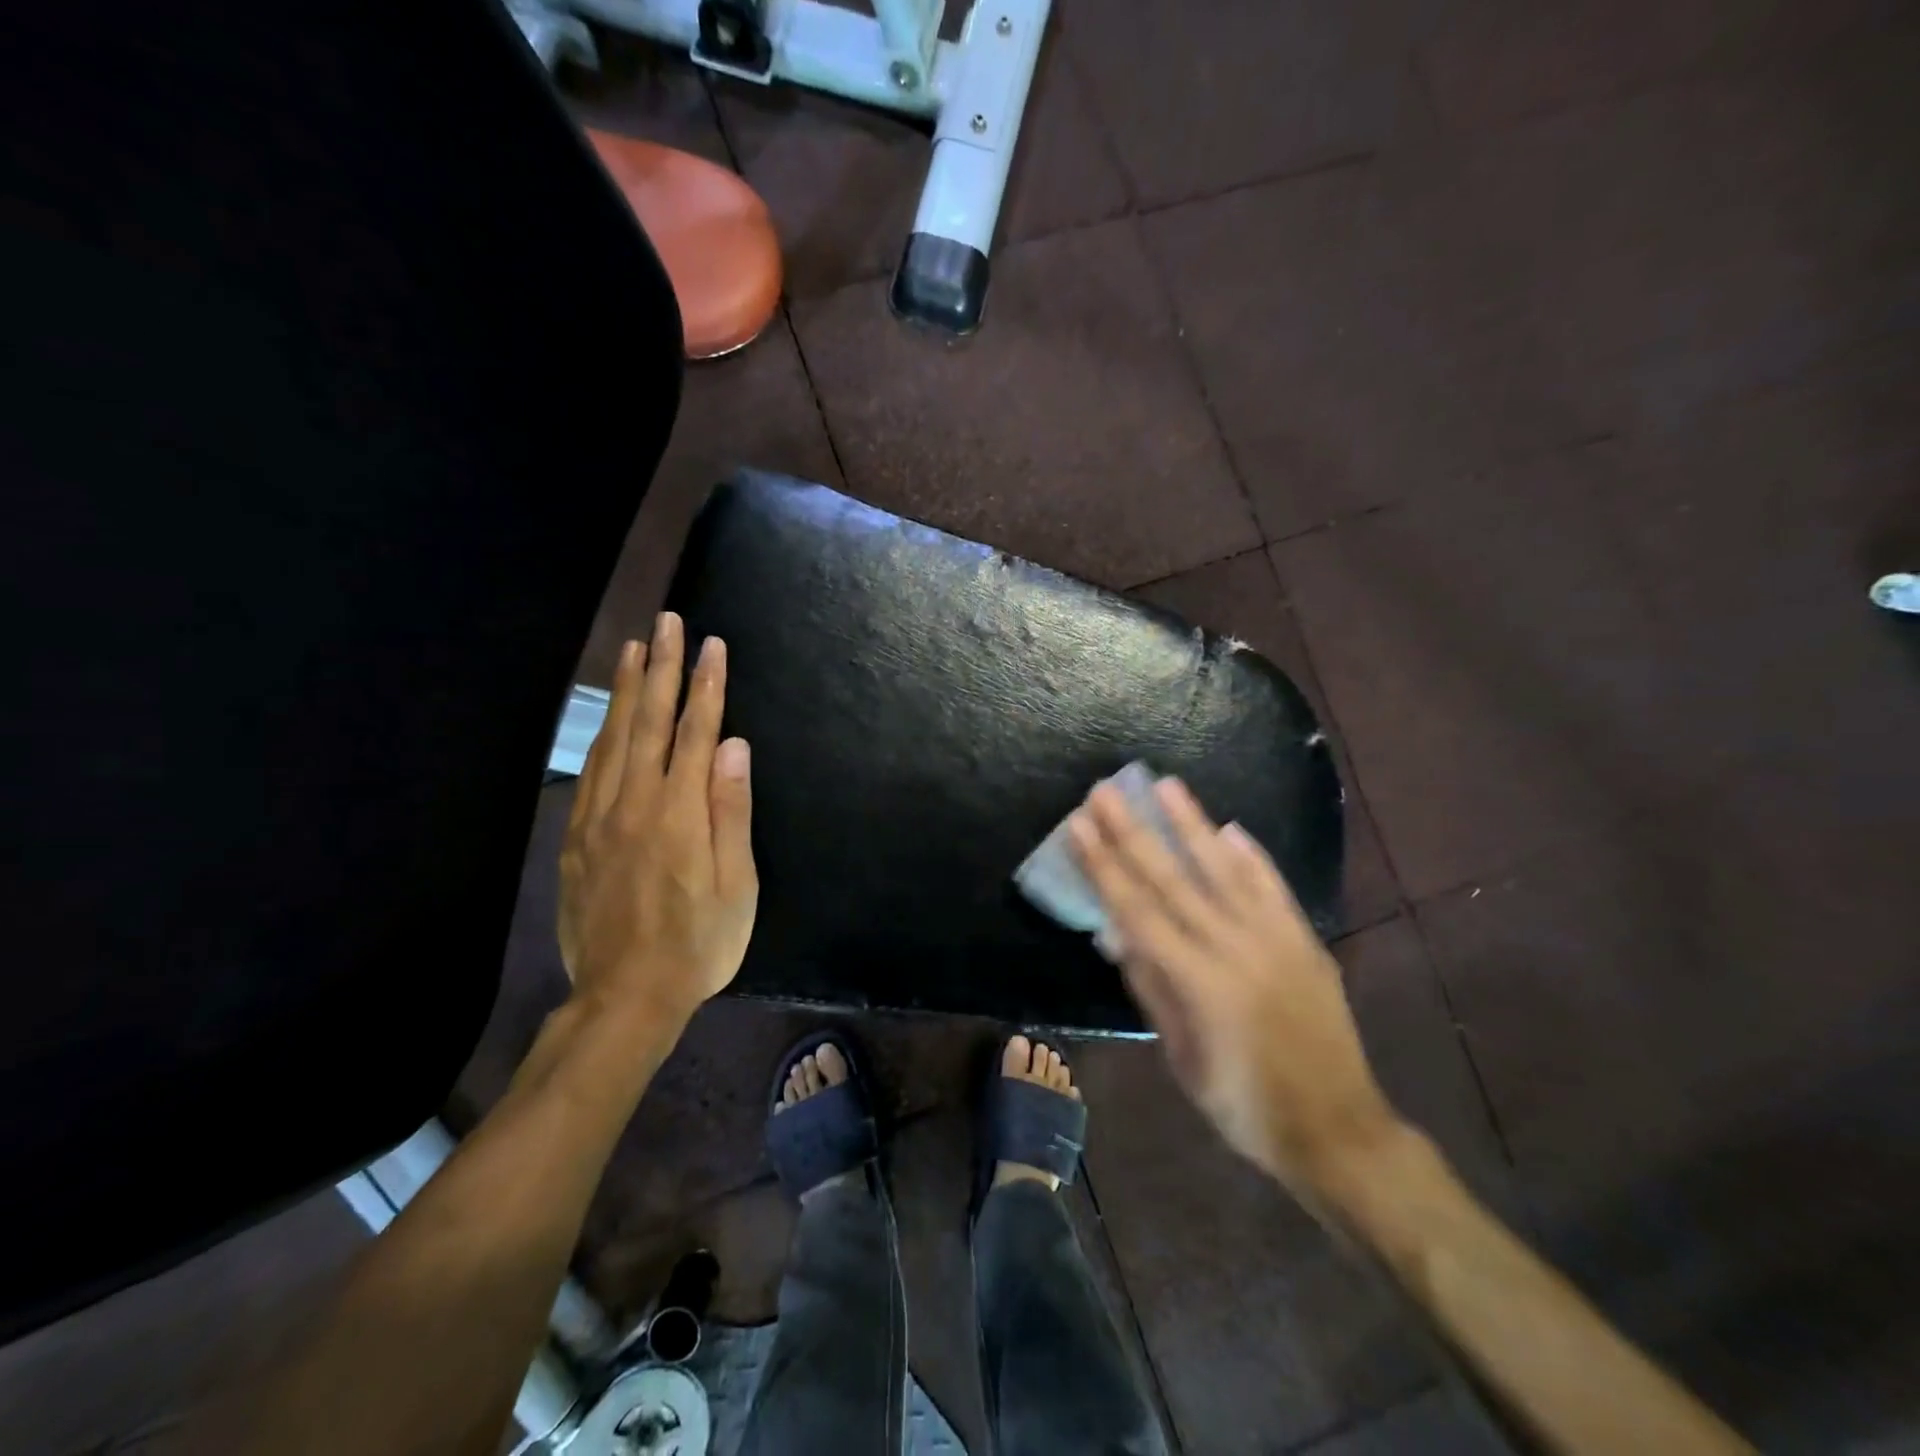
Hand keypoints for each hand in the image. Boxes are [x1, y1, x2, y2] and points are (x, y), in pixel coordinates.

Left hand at [558, 611, 757, 1031]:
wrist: (626, 996)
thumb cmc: (699, 943)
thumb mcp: (736, 885)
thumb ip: (730, 810)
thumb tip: (732, 745)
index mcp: (679, 813)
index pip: (694, 732)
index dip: (705, 685)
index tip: (711, 644)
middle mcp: (635, 804)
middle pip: (649, 722)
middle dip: (662, 668)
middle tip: (667, 621)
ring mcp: (599, 820)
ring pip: (613, 739)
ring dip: (626, 690)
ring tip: (634, 649)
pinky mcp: (576, 839)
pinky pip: (589, 772)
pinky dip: (601, 735)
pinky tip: (609, 719)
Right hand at [1069, 777, 1398, 1198]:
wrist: (1337, 1129)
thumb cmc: (1244, 1104)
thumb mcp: (1182, 1057)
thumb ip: (1152, 990)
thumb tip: (1118, 935)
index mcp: (1198, 980)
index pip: (1137, 909)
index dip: (1104, 866)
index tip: (1079, 826)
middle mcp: (1234, 946)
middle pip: (1172, 878)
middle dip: (1133, 832)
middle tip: (1105, 791)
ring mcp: (1274, 938)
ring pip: (1223, 869)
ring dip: (1191, 824)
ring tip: (1166, 785)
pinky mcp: (1304, 940)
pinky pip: (1273, 887)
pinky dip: (1251, 856)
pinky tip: (1230, 828)